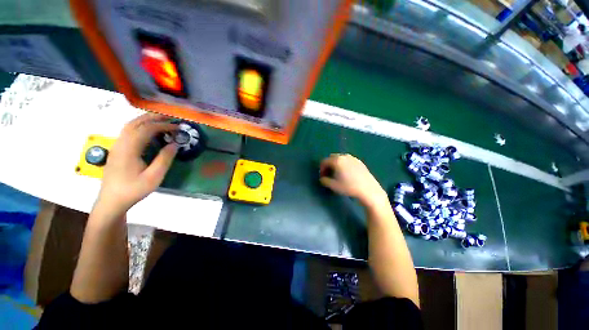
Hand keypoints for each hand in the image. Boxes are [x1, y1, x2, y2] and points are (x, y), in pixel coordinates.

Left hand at [93, 113, 178, 218]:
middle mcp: (120, 143)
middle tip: (170, 118)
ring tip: (161, 121)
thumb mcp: (154, 177)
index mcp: (129, 149)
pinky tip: (149, 132)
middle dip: (153, 118)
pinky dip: (140, 127)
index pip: (146, 129)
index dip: (163, 126)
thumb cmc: (133, 190)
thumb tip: (175, 144)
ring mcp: (117, 146)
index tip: (178, 128)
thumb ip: (164, 159)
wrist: (112, 201)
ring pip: (129, 126)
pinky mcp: (117, 150)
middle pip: (135, 123)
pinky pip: (128, 132)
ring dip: (145, 121)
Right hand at [319, 154, 386, 206]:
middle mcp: (344, 156)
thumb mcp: (333, 185)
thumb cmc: (349, 187)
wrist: (368, 190)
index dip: (321, 169)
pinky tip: (347, 173)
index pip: (324, 161)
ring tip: (337, 173)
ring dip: (336, 164)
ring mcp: (353, 158)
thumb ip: (324, 180)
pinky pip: (348, 160)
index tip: (322, 176)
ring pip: (340, 158)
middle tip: (329, 174)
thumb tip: (322, 178)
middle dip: (328, 165)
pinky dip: (344, 164)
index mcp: (337, 160)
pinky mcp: (359, 161)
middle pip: (332, 158)